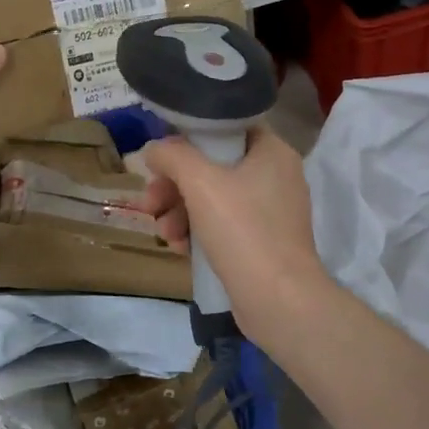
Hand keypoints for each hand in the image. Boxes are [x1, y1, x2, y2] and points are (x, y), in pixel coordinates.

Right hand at [137, 127, 332, 341]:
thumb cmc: (243, 230)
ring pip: (212, 198)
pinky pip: (222, 225)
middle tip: (149, 202)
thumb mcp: (200, 182)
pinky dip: (197, 232)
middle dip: (174, 185)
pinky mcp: (262, 242)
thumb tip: (154, 150)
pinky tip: (179, 248)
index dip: (189, 138)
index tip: (162, 158)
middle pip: (212, 166)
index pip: (226, 127)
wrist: (279, 301)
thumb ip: (172, 155)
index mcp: (272, 152)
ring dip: (179, 211)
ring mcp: (270, 212)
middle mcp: (275, 176)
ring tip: (163, 232)